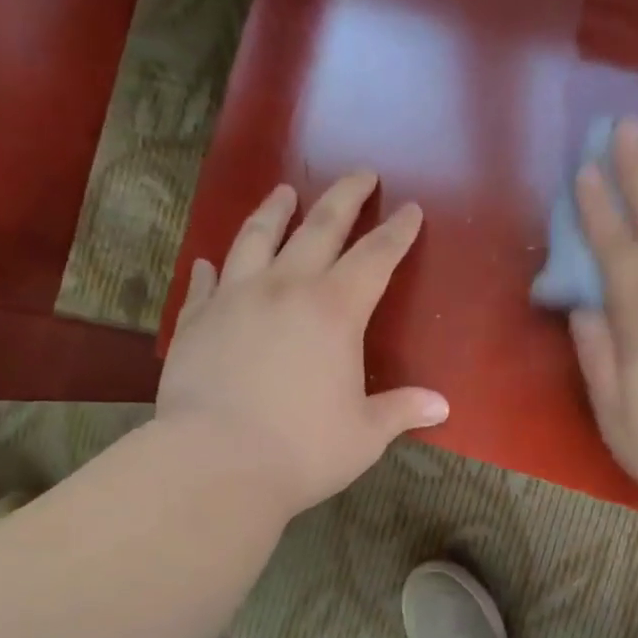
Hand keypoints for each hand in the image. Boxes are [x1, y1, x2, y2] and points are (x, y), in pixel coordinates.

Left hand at [157, 172, 449, 521]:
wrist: (215, 463)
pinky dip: (211, 269)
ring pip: (256, 238)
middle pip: (320, 228)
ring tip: (283, 191)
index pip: (375, 258)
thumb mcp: (364, 435)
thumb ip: (400, 411)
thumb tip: (441, 406)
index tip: (410, 209)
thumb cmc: (302, 450)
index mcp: (335, 311)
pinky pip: (204, 284)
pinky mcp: (195, 321)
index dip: (397, 232)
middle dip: (345, 197)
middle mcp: (285, 289)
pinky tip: (210, 261)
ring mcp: (234, 299)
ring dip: (274, 211)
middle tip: (361, 173)